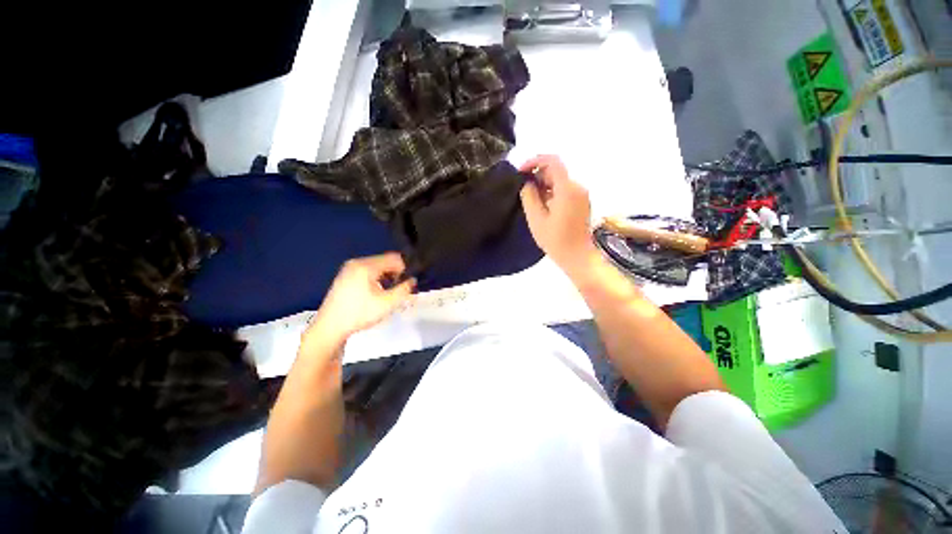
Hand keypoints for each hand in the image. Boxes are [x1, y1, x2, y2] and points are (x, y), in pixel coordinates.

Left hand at [308, 253, 415, 344]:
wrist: (330, 328)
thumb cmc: (360, 314)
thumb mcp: (387, 303)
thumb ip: (404, 289)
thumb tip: (412, 280)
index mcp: (366, 266)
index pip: (393, 258)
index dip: (405, 269)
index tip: (408, 283)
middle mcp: (357, 263)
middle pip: (384, 261)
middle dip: (395, 273)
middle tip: (400, 288)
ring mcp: (349, 269)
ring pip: (376, 267)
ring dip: (386, 276)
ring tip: (389, 292)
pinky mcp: (345, 277)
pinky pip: (367, 271)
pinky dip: (376, 278)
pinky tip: (376, 293)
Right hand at [519, 155, 596, 271]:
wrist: (577, 256)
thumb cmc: (555, 240)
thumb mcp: (536, 219)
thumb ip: (529, 196)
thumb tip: (526, 183)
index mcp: (567, 189)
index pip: (552, 161)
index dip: (535, 161)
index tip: (521, 172)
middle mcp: (578, 187)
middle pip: (556, 171)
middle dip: (538, 176)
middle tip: (523, 190)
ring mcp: (581, 194)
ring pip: (559, 180)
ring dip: (544, 185)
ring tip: (531, 200)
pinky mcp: (581, 201)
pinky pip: (564, 189)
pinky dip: (552, 191)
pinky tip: (543, 205)